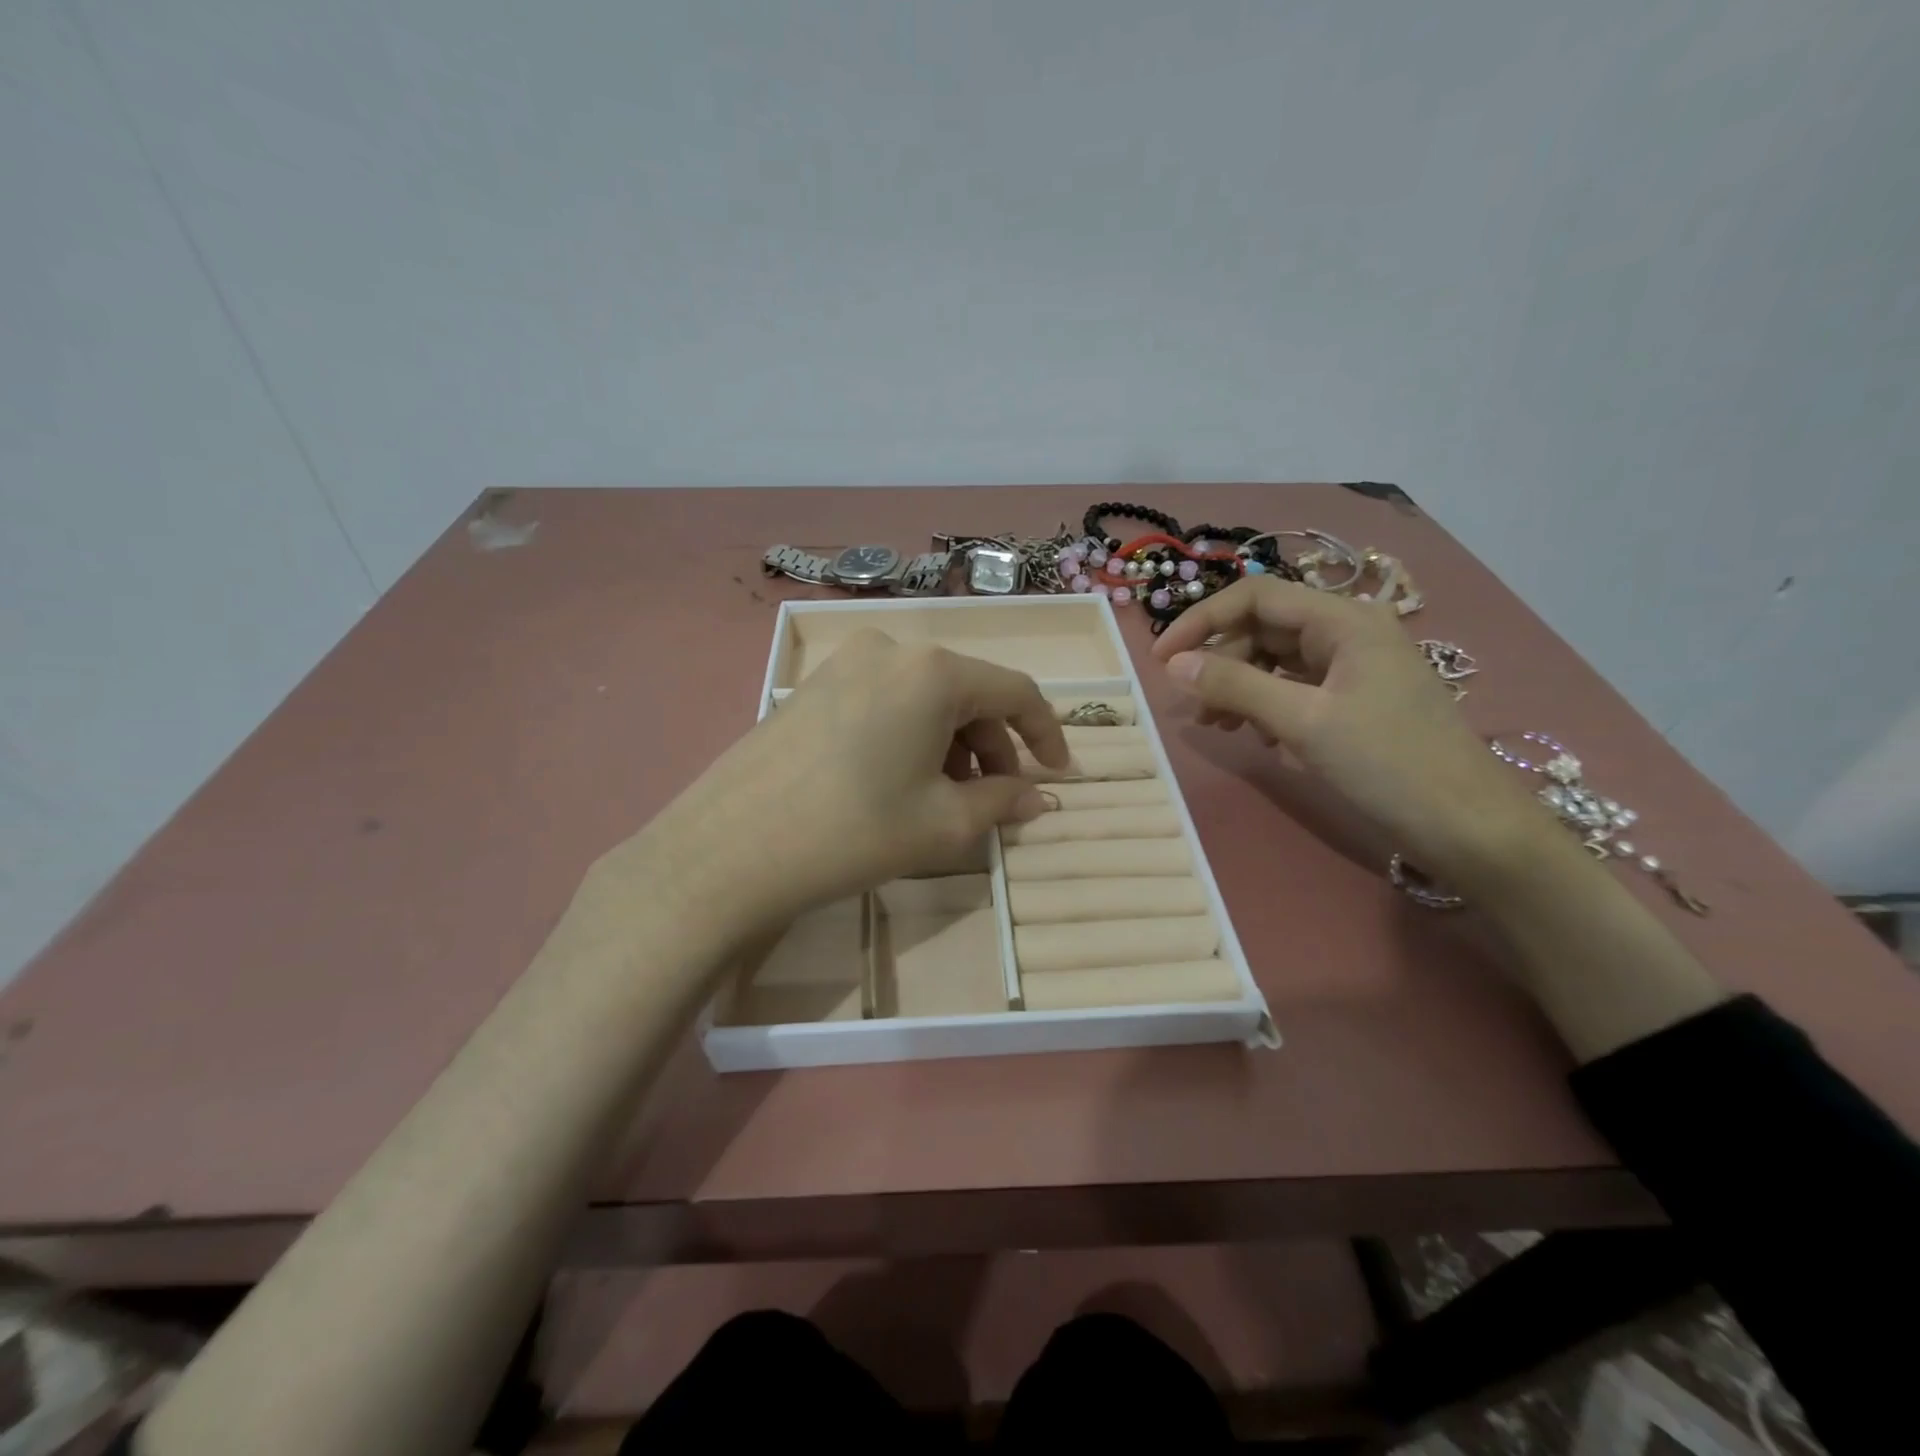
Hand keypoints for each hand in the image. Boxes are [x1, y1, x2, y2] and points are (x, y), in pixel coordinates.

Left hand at [624, 630, 1069, 932]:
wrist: (729, 849)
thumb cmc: (853, 831)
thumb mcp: (943, 824)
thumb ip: (1003, 802)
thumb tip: (1040, 797)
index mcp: (933, 671)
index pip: (1015, 691)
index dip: (1045, 733)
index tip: (1058, 773)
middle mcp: (892, 650)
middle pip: (967, 693)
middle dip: (993, 746)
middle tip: (996, 799)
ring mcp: (845, 663)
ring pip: (924, 698)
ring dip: (951, 744)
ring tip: (947, 799)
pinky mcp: (813, 686)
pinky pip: (885, 702)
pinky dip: (910, 736)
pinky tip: (900, 781)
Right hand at [1153, 577, 1545, 876]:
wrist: (1468, 826)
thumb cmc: (1387, 764)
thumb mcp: (1302, 722)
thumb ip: (1235, 686)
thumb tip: (1175, 665)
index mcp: (1344, 621)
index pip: (1256, 597)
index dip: (1202, 620)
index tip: (1162, 658)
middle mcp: (1349, 633)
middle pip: (1264, 629)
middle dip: (1222, 662)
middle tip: (1192, 706)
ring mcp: (1355, 668)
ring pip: (1277, 662)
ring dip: (1240, 688)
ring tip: (1219, 726)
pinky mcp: (1356, 701)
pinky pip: (1297, 689)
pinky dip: (1269, 707)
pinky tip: (1263, 740)